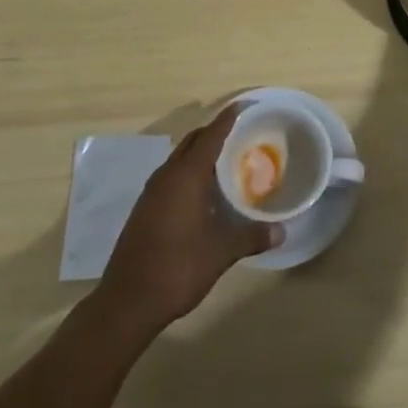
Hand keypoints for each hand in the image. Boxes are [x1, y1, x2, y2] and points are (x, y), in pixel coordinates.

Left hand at [94, 105, 280, 341]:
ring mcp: (152, 191)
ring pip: (180, 158)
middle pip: (193, 141)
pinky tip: (202, 193)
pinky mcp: (144, 208)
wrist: (127, 302)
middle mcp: (167, 175)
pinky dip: (189, 172)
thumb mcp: (220, 253)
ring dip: (200, 154)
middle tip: (241, 135)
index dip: (228, 118)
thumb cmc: (177, 268)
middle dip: (215, 133)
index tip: (245, 106)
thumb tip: (281, 231)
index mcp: (187, 175)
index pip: (211, 135)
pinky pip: (171, 176)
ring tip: (226, 162)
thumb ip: (251, 236)